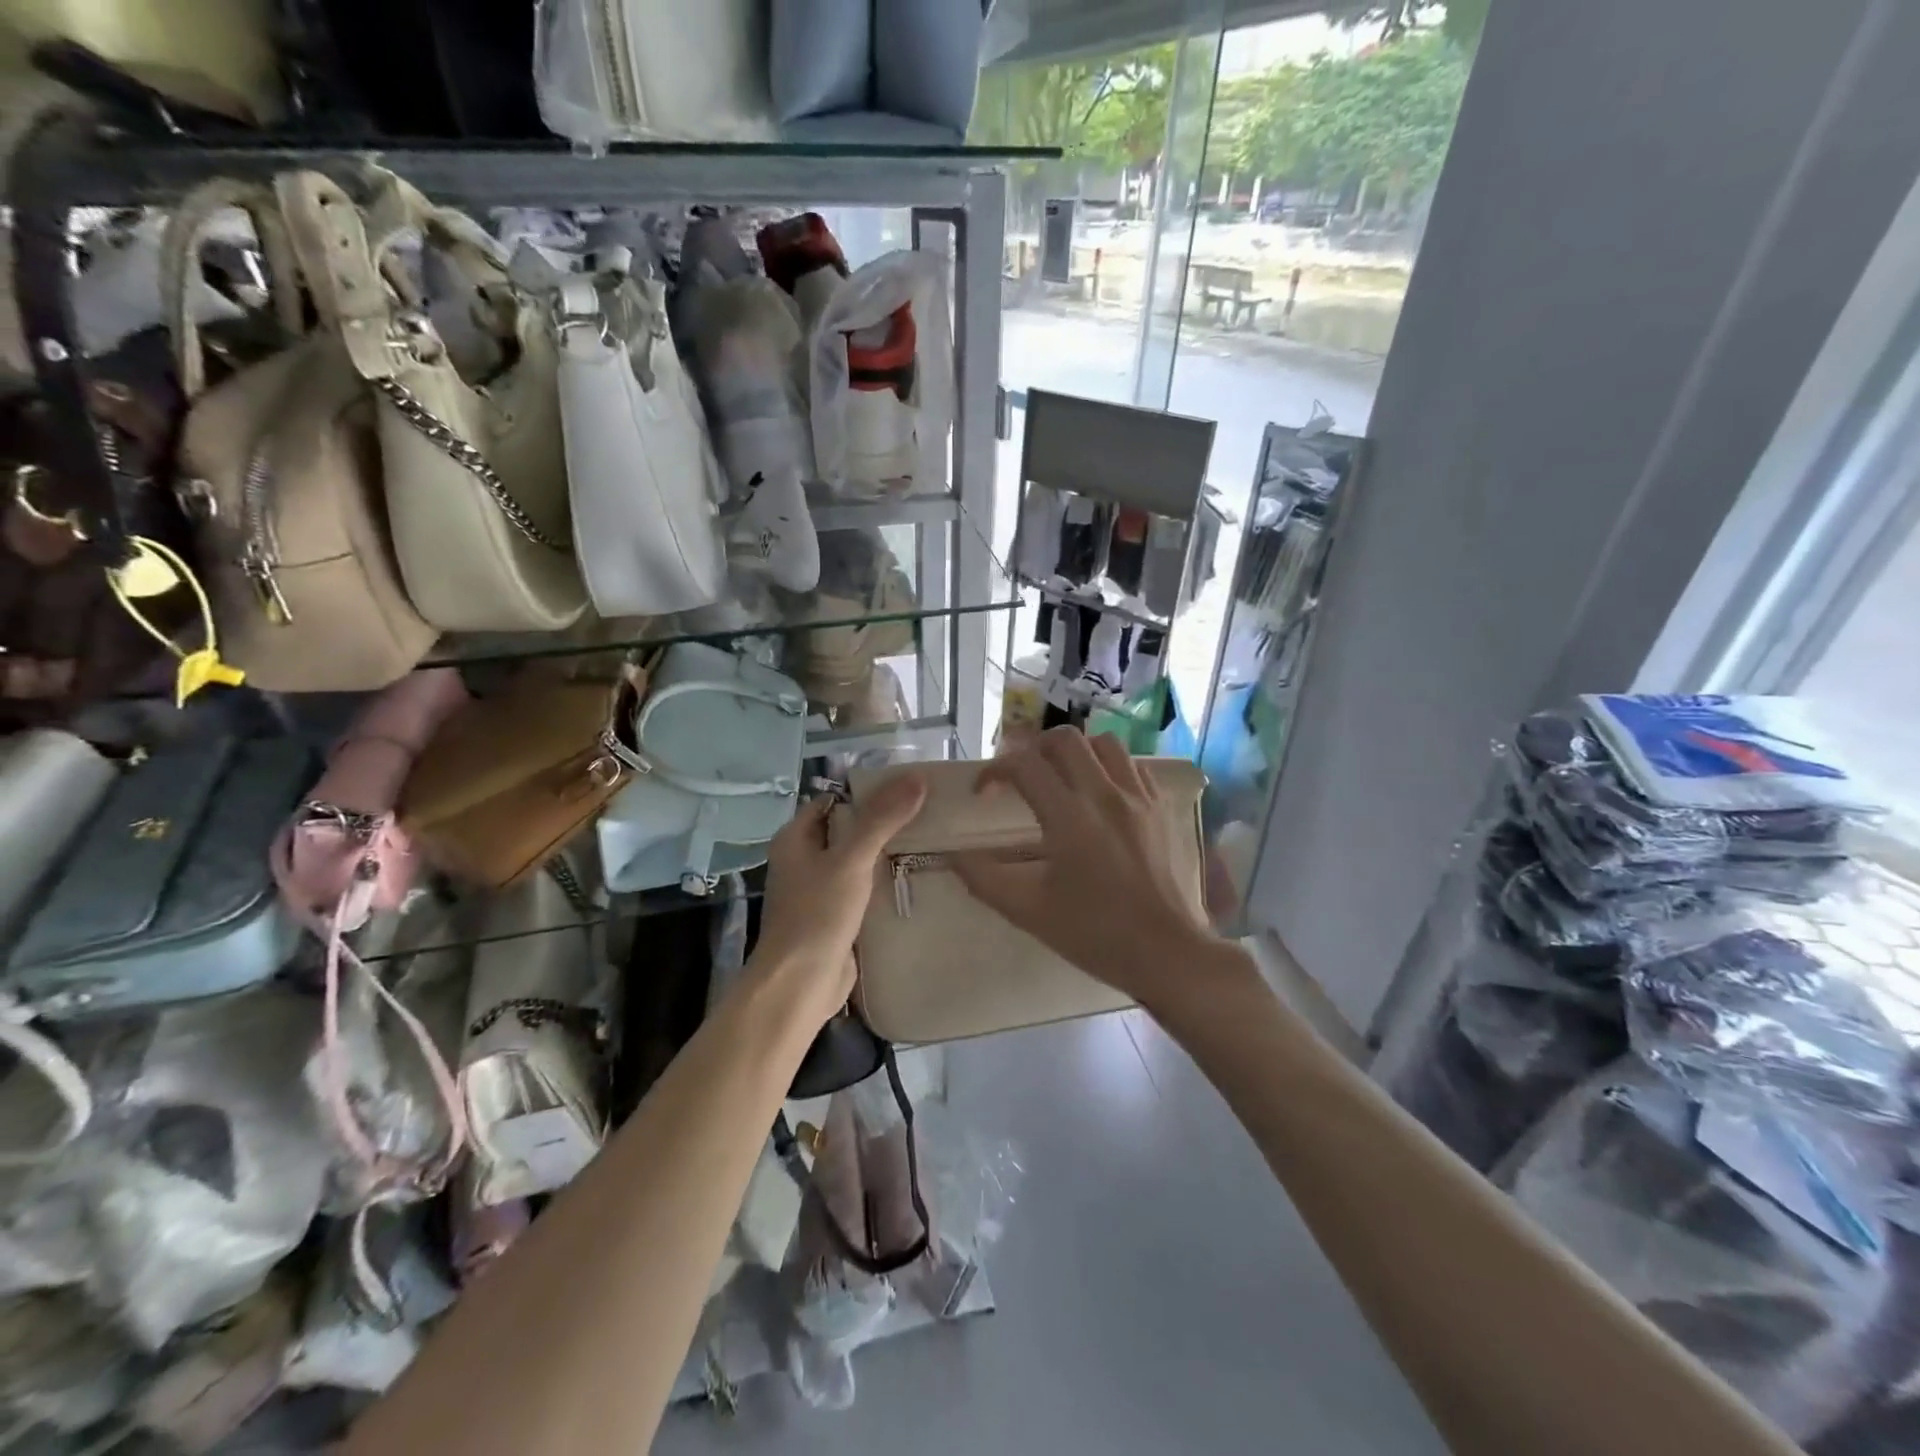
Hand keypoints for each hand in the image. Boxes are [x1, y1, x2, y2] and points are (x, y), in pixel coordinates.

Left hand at [751, 774, 927, 1024]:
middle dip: (882, 823)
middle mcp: (803, 861)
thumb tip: (916, 778)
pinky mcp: (835, 918)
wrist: (800, 984)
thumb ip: (881, 819)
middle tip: (926, 813)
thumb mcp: (851, 859)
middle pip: (847, 830)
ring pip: (856, 862)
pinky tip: (915, 879)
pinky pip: (862, 891)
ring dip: (885, 855)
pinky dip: (883, 884)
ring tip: (928, 841)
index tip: (907, 788)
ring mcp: (818, 891)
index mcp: (795, 839)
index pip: (833, 800)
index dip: (866, 791)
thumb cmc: (817, 914)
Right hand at [955, 730, 1227, 1012]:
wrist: (1167, 952)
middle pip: (1064, 739)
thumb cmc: (1095, 934)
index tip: (984, 792)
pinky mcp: (1161, 808)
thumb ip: (984, 878)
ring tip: (1062, 778)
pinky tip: (1101, 794)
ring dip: (1075, 752)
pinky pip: (1133, 765)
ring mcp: (1138, 797)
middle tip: (1022, 777)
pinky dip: (1110, 767)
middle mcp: (1105, 794)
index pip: (1024, 764)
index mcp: (1069, 816)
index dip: (994, 770)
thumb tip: (955, 855)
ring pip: (1104, 743)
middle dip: (1034, 749)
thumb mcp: (1028, 911)